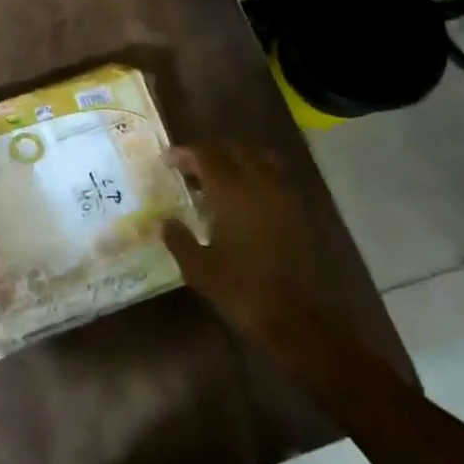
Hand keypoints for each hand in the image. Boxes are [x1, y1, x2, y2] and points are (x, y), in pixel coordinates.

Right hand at [162, 143, 335, 360]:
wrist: (294, 316)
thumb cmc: (239, 289)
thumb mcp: (197, 267)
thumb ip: (178, 238)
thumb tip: (166, 221)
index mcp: (232, 192)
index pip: (207, 154)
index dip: (185, 153)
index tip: (168, 161)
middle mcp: (260, 184)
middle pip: (235, 148)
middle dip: (210, 151)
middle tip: (189, 168)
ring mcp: (283, 195)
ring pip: (259, 157)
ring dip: (236, 158)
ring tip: (217, 177)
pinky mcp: (297, 210)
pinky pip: (274, 176)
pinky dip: (255, 174)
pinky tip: (242, 198)